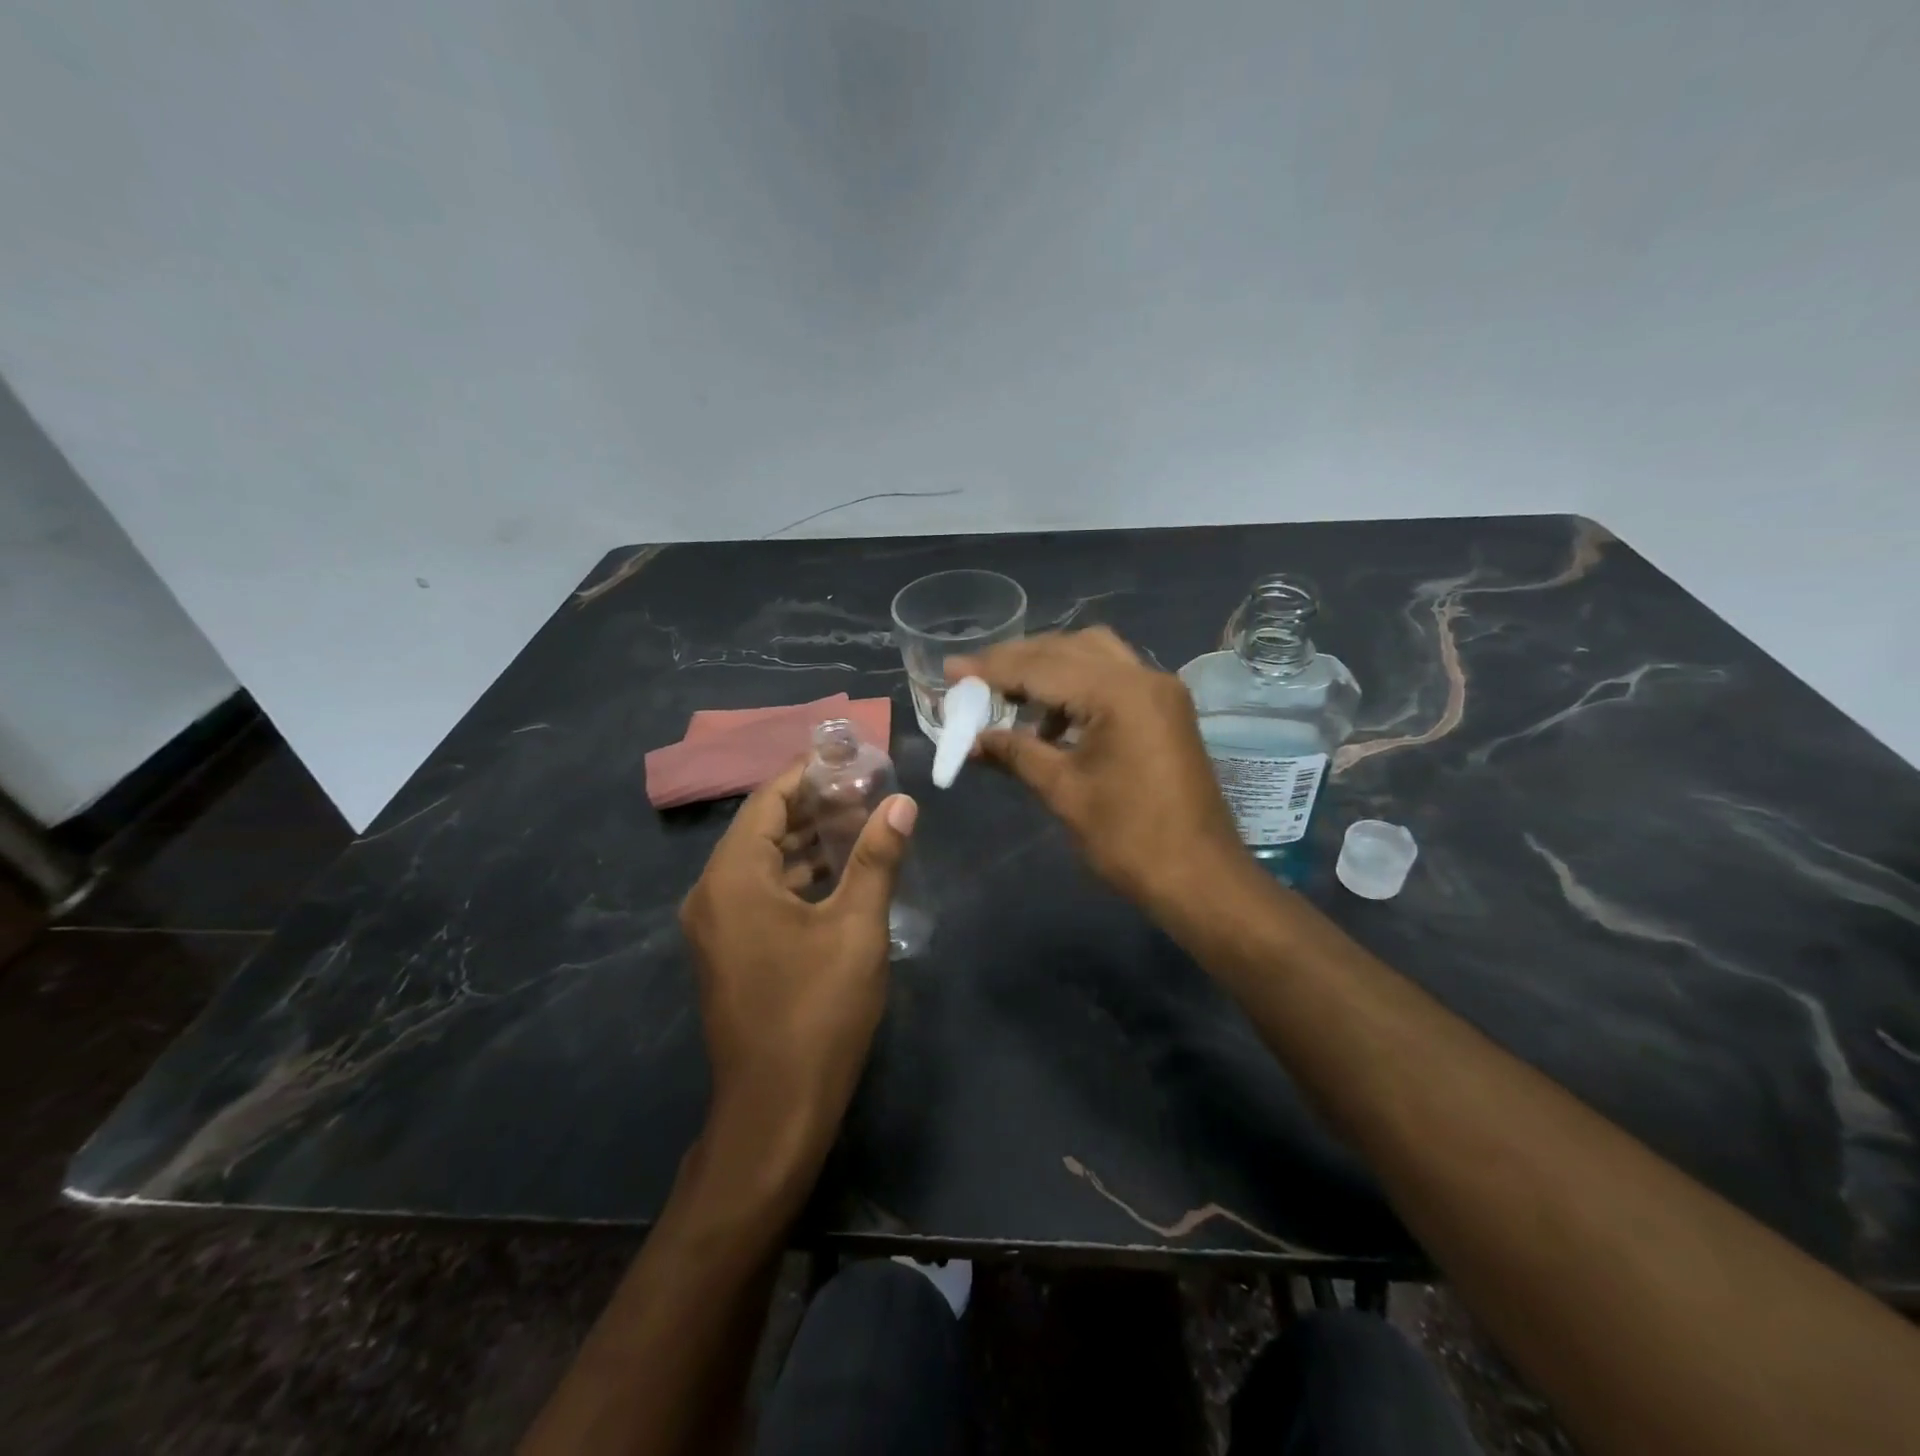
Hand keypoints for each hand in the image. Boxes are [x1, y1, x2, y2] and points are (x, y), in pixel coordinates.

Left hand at [679, 762, 916, 1173]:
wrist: (776, 1111)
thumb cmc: (817, 1011)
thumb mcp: (856, 927)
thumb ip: (877, 858)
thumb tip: (903, 803)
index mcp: (733, 877)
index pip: (768, 801)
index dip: (808, 774)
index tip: (851, 757)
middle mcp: (712, 894)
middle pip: (762, 829)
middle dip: (813, 807)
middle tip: (867, 789)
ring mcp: (717, 926)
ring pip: (763, 863)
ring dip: (808, 843)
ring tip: (863, 824)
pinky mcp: (730, 952)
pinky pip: (761, 894)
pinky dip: (798, 877)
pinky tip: (841, 874)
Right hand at [949, 627, 1244, 909]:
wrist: (1200, 877)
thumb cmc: (1129, 838)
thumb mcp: (1063, 792)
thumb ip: (1016, 753)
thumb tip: (972, 740)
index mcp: (1119, 693)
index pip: (1041, 666)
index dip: (991, 669)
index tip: (951, 669)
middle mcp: (1144, 677)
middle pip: (1069, 648)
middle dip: (1018, 660)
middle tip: (975, 679)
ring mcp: (1161, 692)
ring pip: (1094, 656)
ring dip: (1049, 669)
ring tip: (1009, 699)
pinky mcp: (1166, 711)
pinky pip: (1114, 679)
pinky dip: (1077, 687)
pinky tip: (1052, 722)